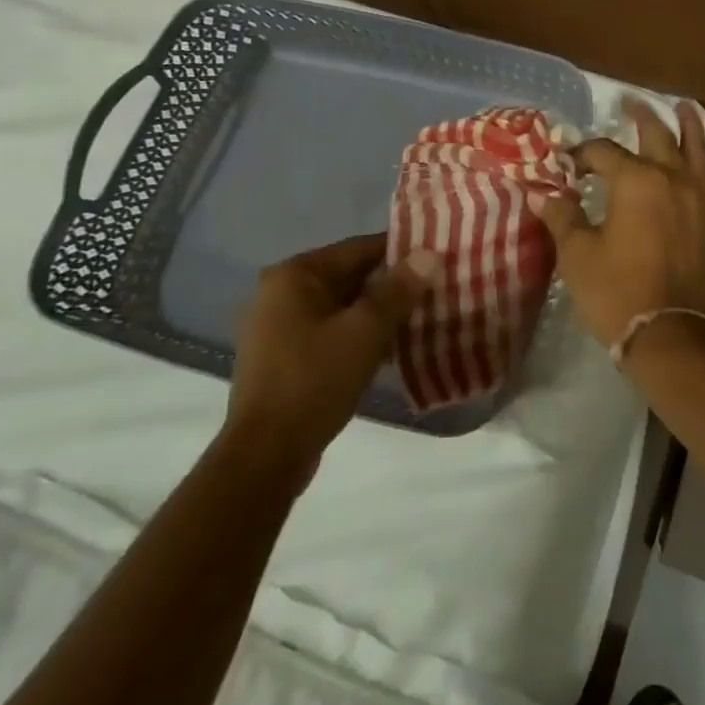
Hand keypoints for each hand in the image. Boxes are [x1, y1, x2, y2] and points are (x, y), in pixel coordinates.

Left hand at [227, 234, 435, 456]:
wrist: (266, 456)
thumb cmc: (314, 381)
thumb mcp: (366, 331)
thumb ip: (399, 290)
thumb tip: (430, 254)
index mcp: (295, 275)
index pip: (360, 248)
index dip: (402, 252)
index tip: (438, 259)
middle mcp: (281, 292)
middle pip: (351, 276)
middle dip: (393, 285)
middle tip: (437, 289)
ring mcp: (278, 326)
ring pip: (343, 306)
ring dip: (379, 312)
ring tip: (423, 317)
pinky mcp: (283, 357)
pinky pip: (331, 331)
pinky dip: (359, 334)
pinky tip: (392, 348)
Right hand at [530, 98, 704, 348]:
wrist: (672, 335)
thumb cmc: (618, 293)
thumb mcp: (578, 256)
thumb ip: (562, 217)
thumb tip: (542, 193)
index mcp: (636, 180)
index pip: (604, 152)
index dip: (583, 154)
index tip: (569, 164)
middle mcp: (673, 176)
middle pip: (658, 134)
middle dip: (641, 116)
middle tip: (630, 102)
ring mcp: (701, 195)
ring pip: (698, 145)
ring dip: (688, 124)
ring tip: (683, 108)